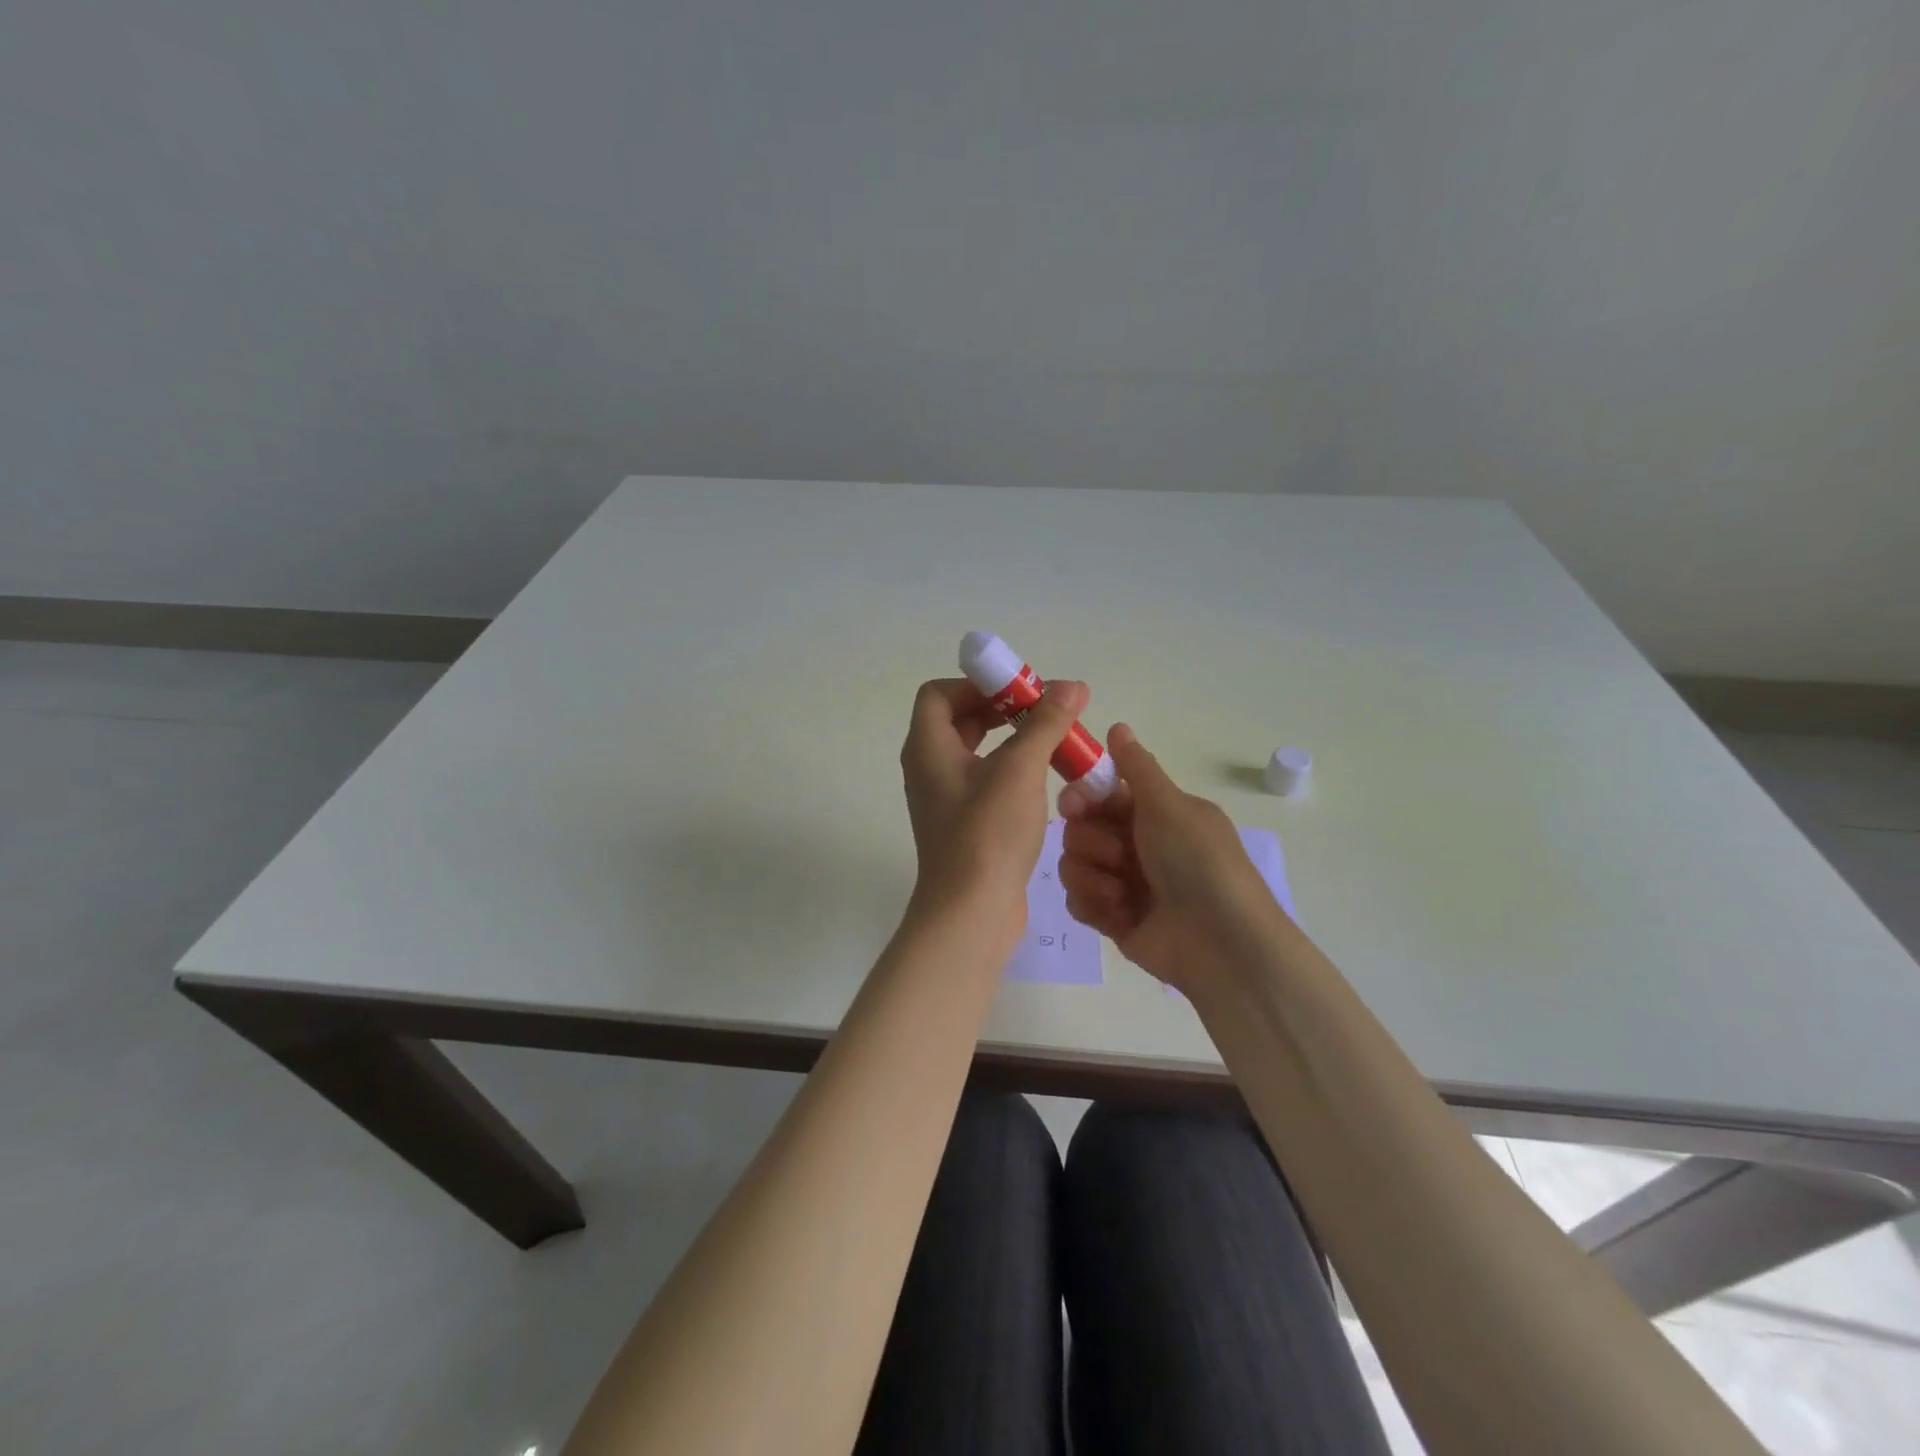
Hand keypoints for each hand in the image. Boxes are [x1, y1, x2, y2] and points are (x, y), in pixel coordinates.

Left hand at [899, 677, 1092, 932]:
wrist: (970, 912)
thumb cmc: (987, 833)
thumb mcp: (1019, 769)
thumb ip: (1045, 723)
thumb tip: (1071, 686)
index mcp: (928, 747)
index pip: (939, 693)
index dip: (977, 684)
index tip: (1020, 692)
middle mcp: (929, 767)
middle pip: (959, 719)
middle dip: (1003, 709)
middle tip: (1045, 711)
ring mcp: (944, 798)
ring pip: (976, 751)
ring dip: (1012, 739)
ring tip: (1053, 741)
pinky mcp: (963, 823)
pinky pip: (985, 780)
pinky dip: (1011, 769)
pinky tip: (1045, 779)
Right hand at [1057, 723, 1285, 995]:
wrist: (1220, 942)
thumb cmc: (1197, 862)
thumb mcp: (1169, 805)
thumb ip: (1136, 767)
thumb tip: (1118, 725)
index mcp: (1155, 814)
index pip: (1101, 795)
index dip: (1082, 798)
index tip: (1074, 805)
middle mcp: (1137, 845)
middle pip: (1080, 830)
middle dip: (1091, 842)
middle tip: (1117, 855)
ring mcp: (1124, 883)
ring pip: (1073, 865)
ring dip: (1093, 876)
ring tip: (1121, 892)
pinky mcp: (1113, 919)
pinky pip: (1078, 901)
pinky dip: (1095, 905)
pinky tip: (1118, 914)